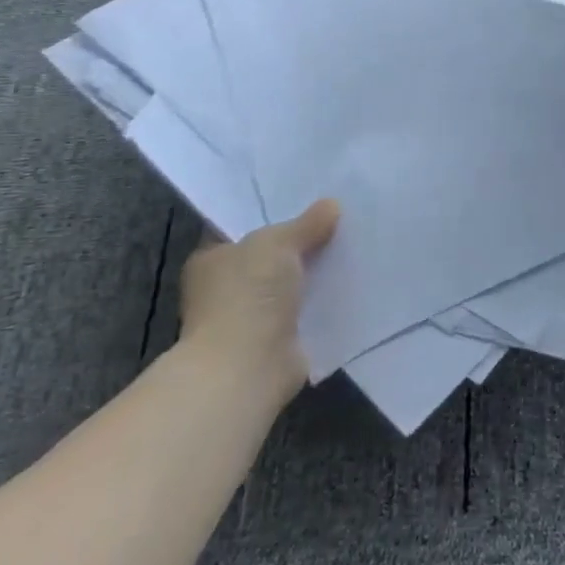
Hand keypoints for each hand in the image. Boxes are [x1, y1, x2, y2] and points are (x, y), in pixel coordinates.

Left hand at [178, 199, 338, 409]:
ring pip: (291, 281)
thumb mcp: (278, 243)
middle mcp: (226, 286)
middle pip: (271, 254)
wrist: (247, 367)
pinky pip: (307, 308)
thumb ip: (306, 223)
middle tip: (339, 217)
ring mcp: (251, 315)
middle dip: (301, 241)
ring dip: (315, 271)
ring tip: (353, 244)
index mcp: (211, 258)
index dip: (271, 211)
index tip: (307, 197)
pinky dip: (325, 299)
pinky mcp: (278, 339)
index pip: (241, 226)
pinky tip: (353, 280)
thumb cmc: (247, 295)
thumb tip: (331, 205)